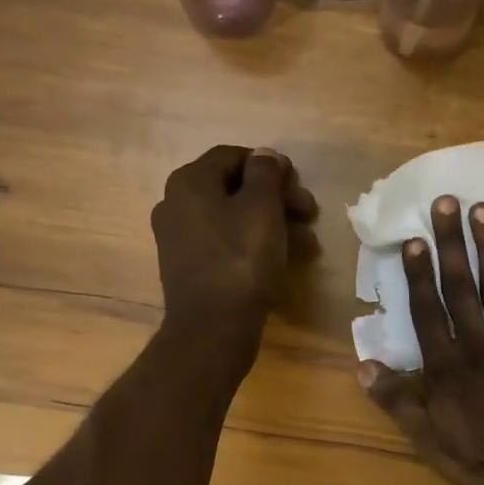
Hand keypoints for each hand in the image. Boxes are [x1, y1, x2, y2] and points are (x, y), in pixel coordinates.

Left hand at [153, 145, 317, 347]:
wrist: (213, 328)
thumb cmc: (241, 261)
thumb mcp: (262, 208)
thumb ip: (266, 173)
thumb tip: (265, 156)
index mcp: (189, 181)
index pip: (235, 157)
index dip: (272, 167)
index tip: (300, 188)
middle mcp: (175, 203)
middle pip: (234, 188)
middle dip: (276, 199)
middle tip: (308, 216)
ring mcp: (178, 238)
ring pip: (232, 219)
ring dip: (271, 225)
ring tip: (305, 245)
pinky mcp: (187, 267)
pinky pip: (224, 244)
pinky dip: (251, 246)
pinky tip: (280, 261)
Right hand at [359, 196, 483, 484]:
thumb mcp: (430, 442)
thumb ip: (399, 403)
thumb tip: (364, 365)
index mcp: (447, 368)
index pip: (428, 312)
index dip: (420, 275)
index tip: (415, 239)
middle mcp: (479, 347)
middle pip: (461, 289)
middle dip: (452, 244)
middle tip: (447, 201)